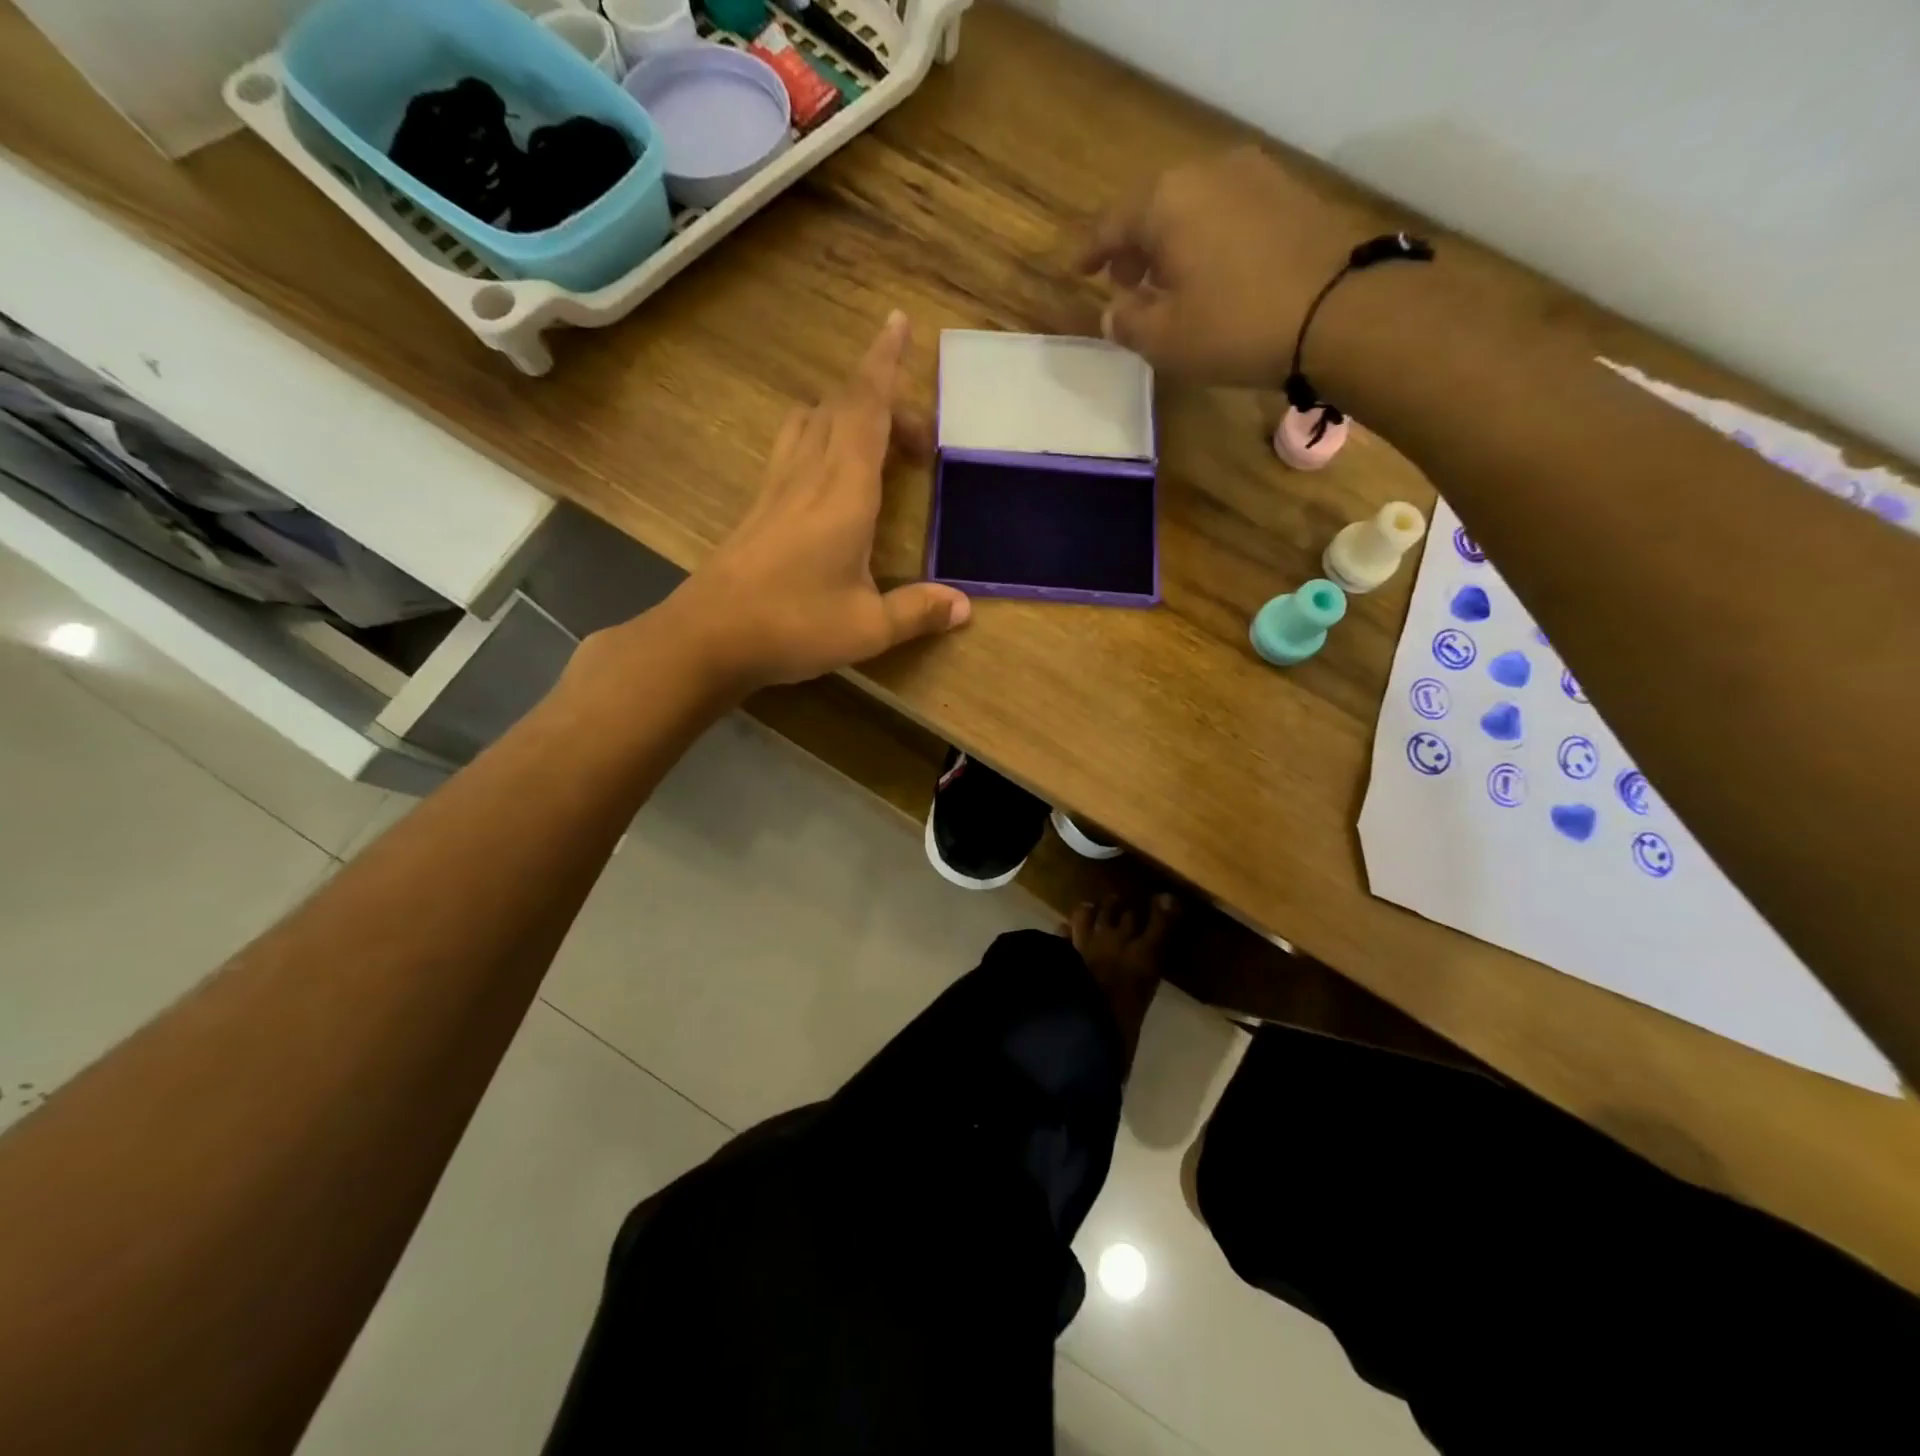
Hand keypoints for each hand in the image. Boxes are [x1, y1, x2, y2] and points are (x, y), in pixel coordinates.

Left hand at [658, 311, 970, 691]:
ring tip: (873, 439)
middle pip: (842, 408)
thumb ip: (918, 611)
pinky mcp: (758, 507)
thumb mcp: (868, 628)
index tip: (899, 322)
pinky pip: (792, 449)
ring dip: (844, 414)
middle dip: (881, 400)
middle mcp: (808, 475)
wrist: (709, 637)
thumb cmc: (794, 626)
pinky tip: (826, 472)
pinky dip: (817, 437)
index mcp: (843, 492)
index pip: (867, 411)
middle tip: (916, 433)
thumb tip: (964, 607)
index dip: (884, 365)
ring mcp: (777, 488)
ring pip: (809, 422)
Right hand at [1079, 147, 1367, 385]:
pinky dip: (1209, 240)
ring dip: (1173, 244)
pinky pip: (1230, 213)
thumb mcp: (1164, 339)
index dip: (1091, 251)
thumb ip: (1127, 322)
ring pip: (1195, 208)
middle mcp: (1209, 172)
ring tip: (1169, 284)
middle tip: (1126, 283)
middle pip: (1155, 207)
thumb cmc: (1234, 326)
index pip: (1113, 223)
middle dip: (1135, 246)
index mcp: (1167, 200)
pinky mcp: (1290, 195)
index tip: (1078, 271)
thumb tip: (1113, 311)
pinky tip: (1211, 275)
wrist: (1339, 311)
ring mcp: (1256, 177)